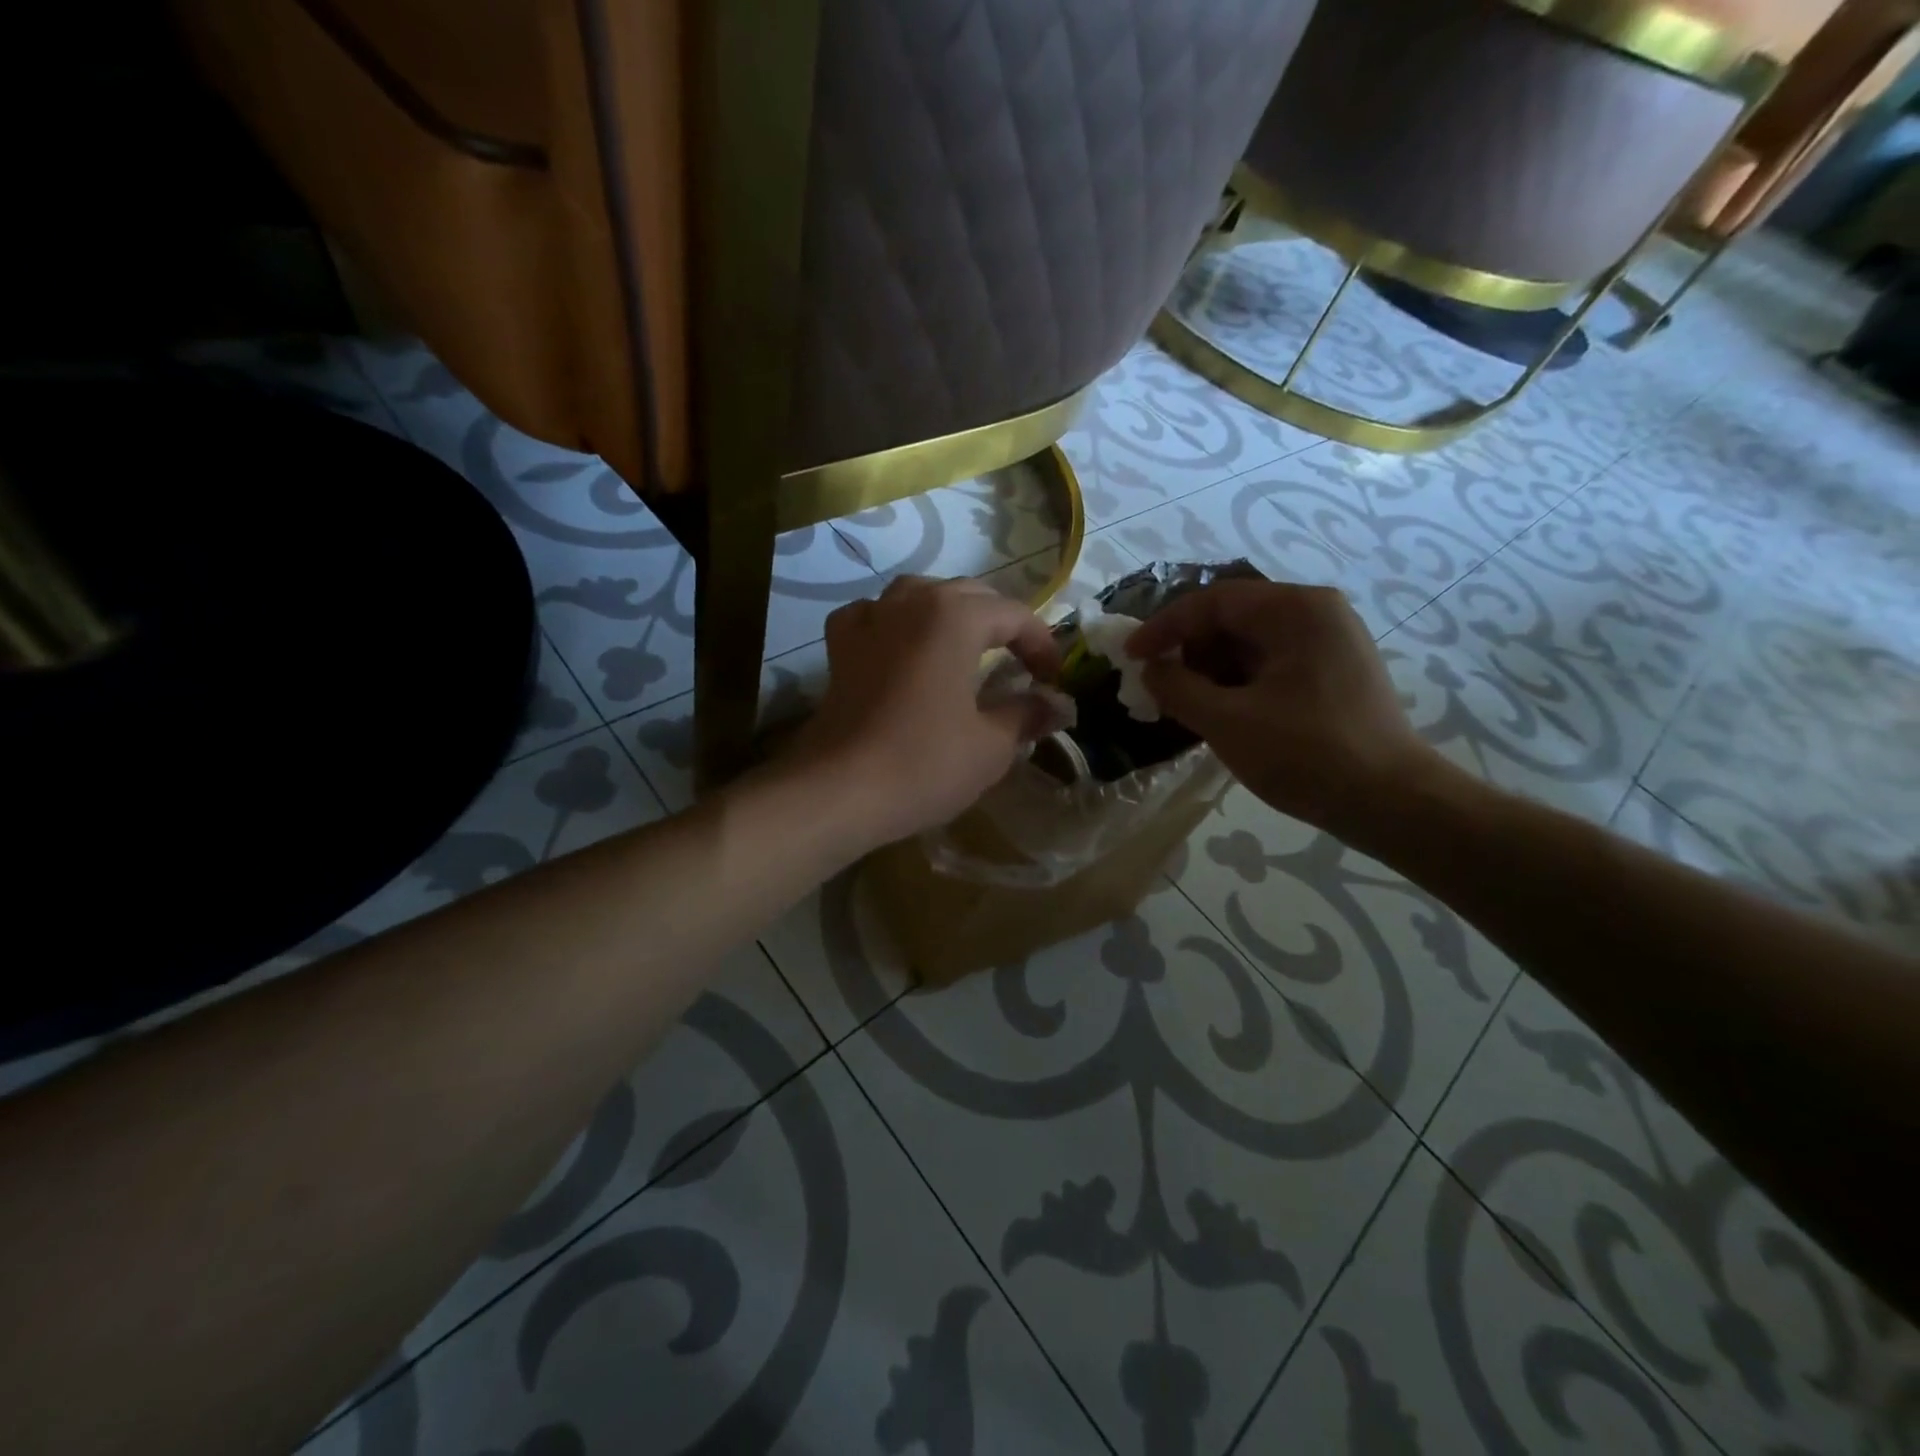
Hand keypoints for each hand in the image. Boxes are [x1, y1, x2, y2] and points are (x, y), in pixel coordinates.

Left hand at [791, 576, 1061, 848]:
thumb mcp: (991, 745)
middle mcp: (910, 602)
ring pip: (919, 596)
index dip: (1042, 645)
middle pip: (968, 596)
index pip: (1014, 615)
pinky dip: (893, 624)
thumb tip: (1059, 704)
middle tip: (1020, 664)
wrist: (839, 791)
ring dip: (949, 614)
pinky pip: (872, 617)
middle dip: (1001, 624)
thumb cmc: (924, 763)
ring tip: (966, 646)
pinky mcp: (840, 648)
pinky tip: (899, 646)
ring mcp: (869, 620)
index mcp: (954, 616)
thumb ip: (1027, 713)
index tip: (1054, 681)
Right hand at [1127, 580, 1447, 842]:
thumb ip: (1177, 688)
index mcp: (1295, 610)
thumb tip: (1150, 670)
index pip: (1213, 600)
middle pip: (1233, 617)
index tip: (1130, 657)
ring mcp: (1330, 642)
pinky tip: (1218, 711)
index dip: (1164, 627)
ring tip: (1182, 703)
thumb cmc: (1305, 754)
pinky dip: (1237, 681)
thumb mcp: (1227, 721)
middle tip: (1156, 683)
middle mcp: (1316, 613)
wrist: (1391, 802)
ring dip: (1210, 668)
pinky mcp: (1334, 672)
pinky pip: (1271, 663)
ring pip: (1251, 642)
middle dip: (1188, 648)